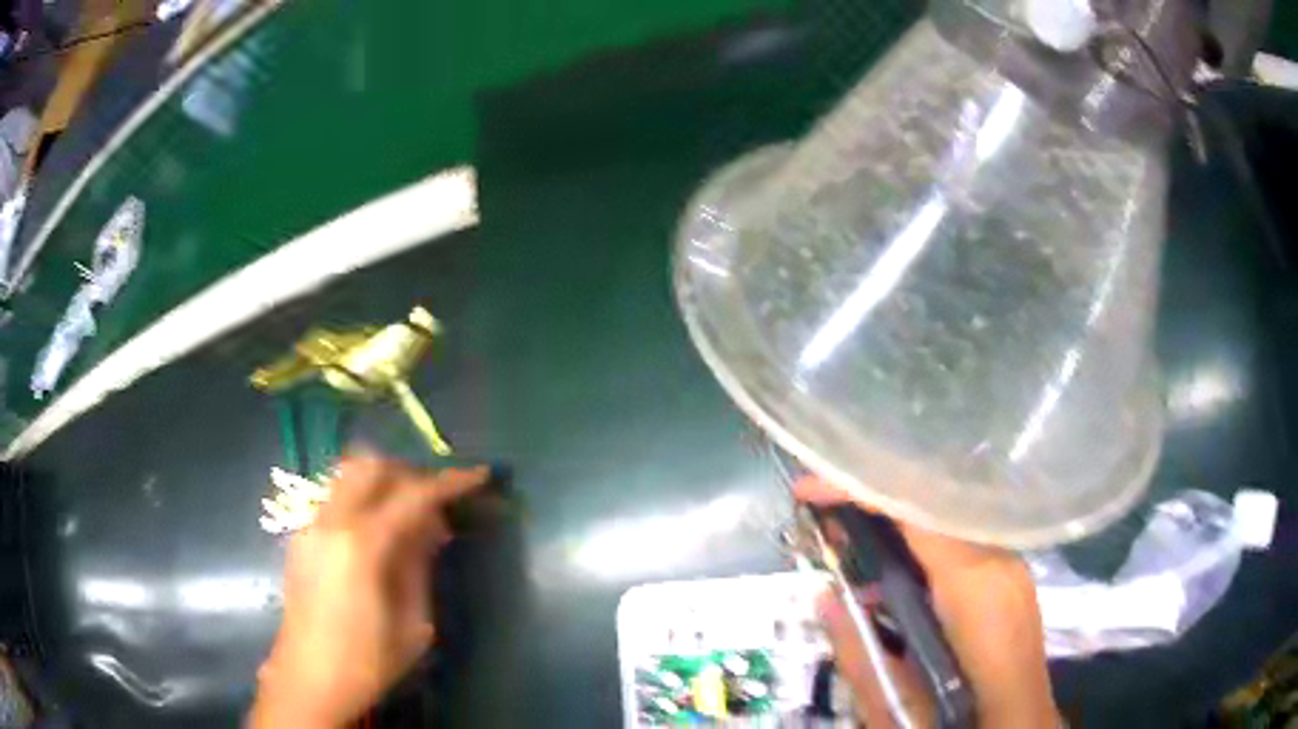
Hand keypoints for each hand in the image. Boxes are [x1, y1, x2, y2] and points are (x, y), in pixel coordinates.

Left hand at [250, 454, 489, 728]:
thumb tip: (432, 528)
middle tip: (439, 496)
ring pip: (349, 475)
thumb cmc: (368, 661)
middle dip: (411, 472)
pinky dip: (363, 497)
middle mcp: (331, 522)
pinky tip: (379, 532)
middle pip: (373, 467)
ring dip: (384, 481)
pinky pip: (336, 497)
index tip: (479, 475)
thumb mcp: (413, 624)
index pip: (412, 495)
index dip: (450, 482)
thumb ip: (420, 566)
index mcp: (362, 545)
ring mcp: (311, 525)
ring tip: (410, 512)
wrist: (309, 679)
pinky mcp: (301, 537)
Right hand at [795, 476, 1057, 727]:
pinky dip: (920, 542)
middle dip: (874, 499)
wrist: (1020, 724)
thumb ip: (859, 653)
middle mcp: (1000, 560)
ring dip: (895, 521)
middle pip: (933, 500)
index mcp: (974, 587)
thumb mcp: (898, 705)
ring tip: (850, 544)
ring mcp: (1011, 564)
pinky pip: (960, 539)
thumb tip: (826, 598)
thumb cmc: (961, 719)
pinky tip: (895, 574)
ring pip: (946, 516)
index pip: (915, 510)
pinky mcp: (1010, 575)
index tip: (807, 489)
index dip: (859, 488)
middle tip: (823, 516)